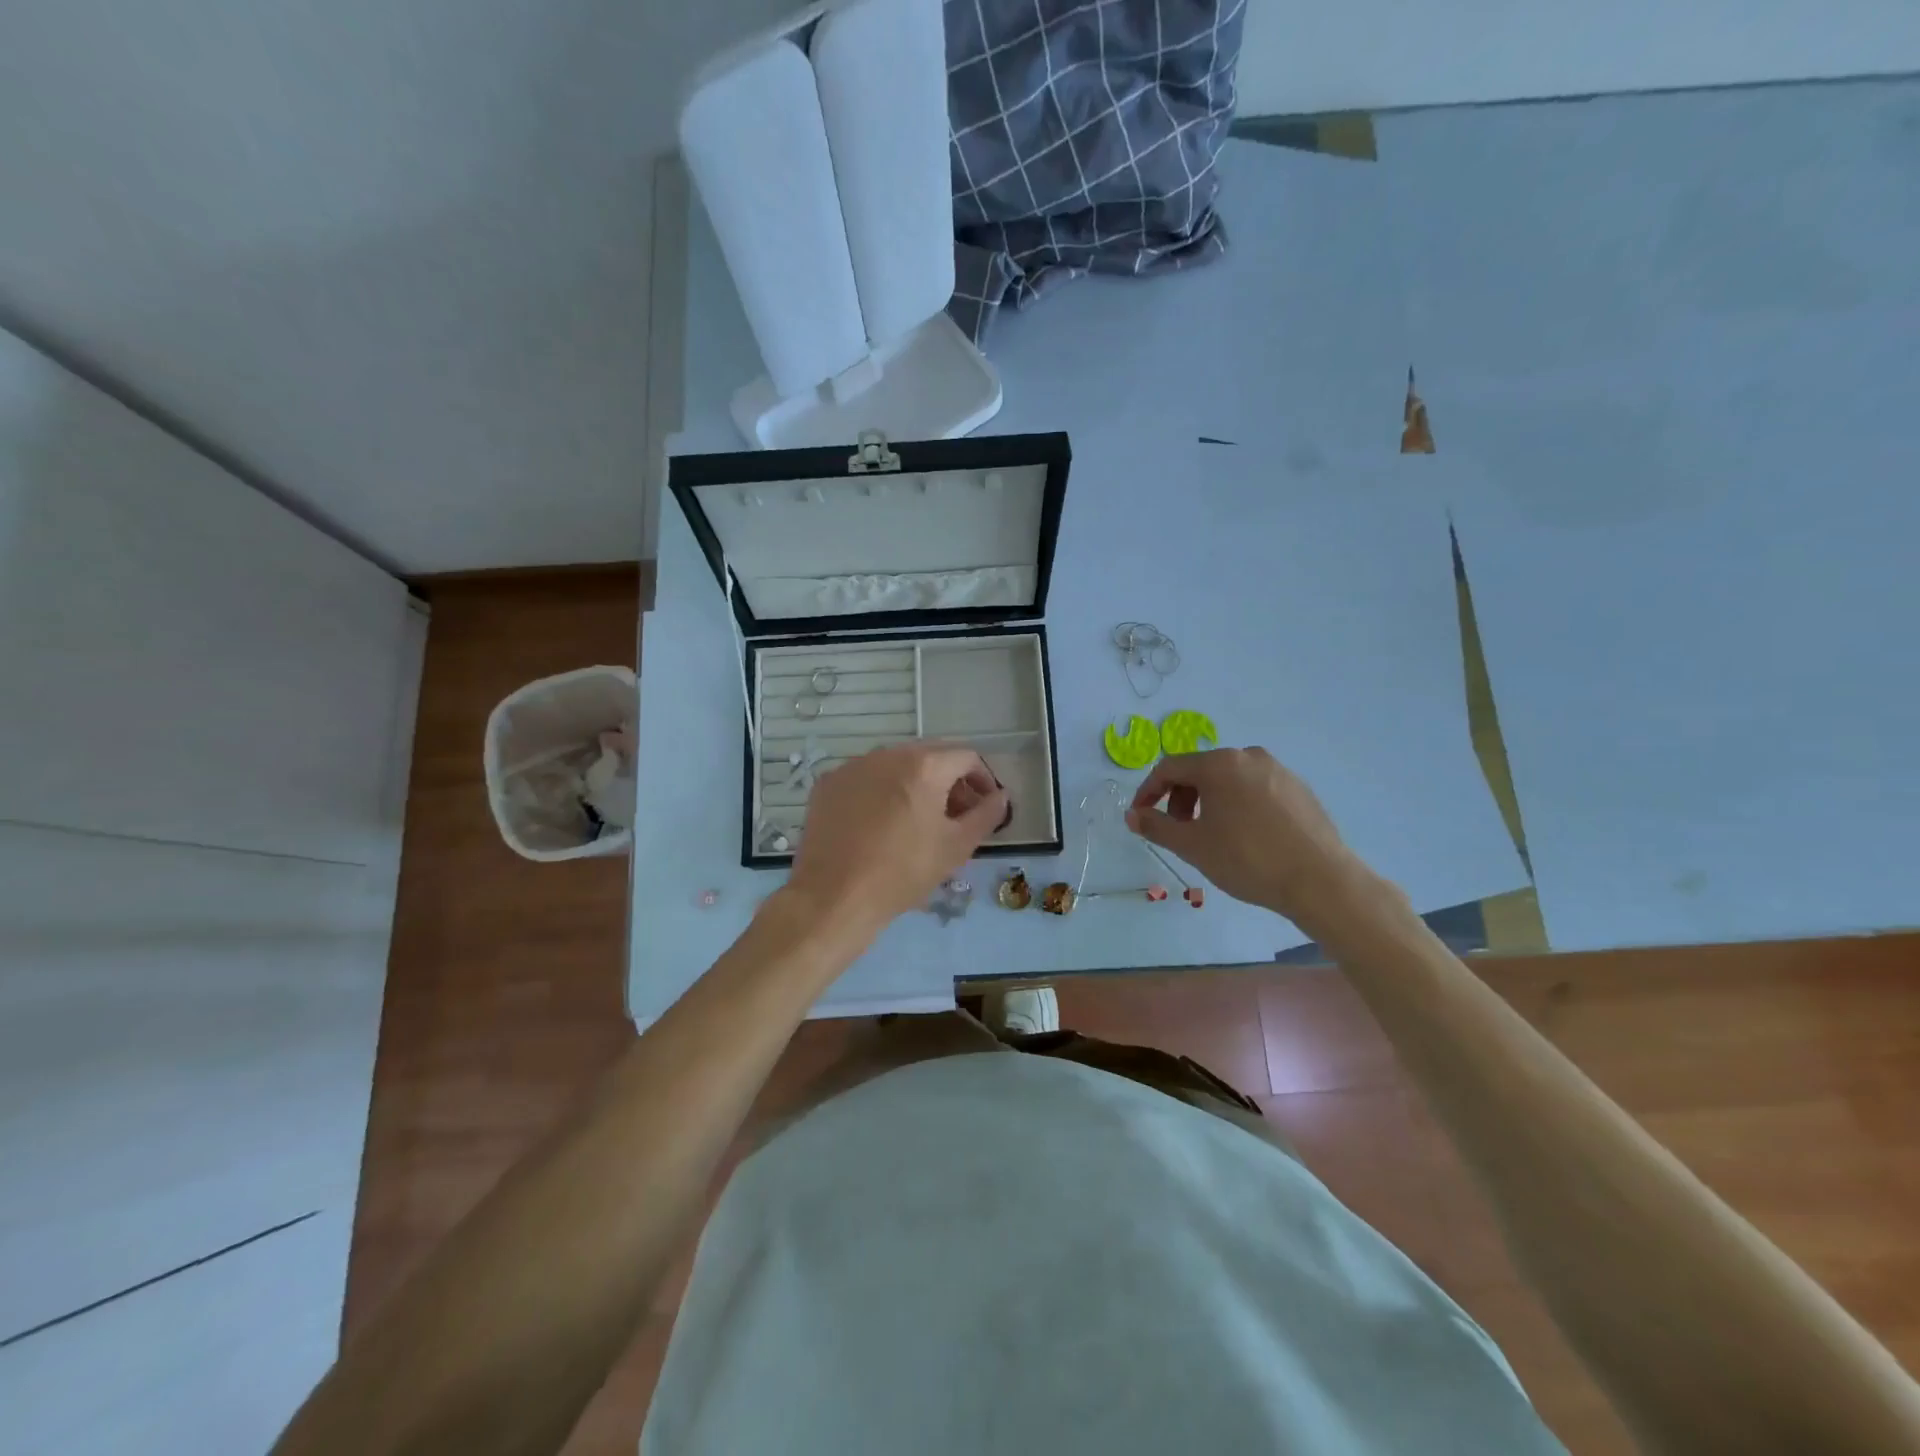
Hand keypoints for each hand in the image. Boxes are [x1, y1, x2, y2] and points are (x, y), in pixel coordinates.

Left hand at [786, 742, 1008, 939]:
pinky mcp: (828, 783)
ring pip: (897, 765)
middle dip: (950, 782)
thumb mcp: (956, 847)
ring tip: (919, 821)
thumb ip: (986, 815)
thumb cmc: (903, 873)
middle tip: (956, 816)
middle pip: (931, 756)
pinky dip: (883, 792)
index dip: (983, 780)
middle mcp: (887, 754)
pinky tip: (882, 825)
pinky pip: (867, 778)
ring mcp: (853, 766)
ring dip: (916, 785)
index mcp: (923, 765)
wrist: (833, 898)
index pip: (966, 757)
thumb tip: (1000, 796)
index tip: (985, 807)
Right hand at [1126, 747, 1376, 926]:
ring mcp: (1278, 770)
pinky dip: (1238, 805)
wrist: (1320, 880)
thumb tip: (1133, 815)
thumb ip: (1156, 826)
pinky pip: (1255, 789)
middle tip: (1178, 830)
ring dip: (1209, 802)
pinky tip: (1245, 837)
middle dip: (1180, 798)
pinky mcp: (1299, 788)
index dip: (1148, 791)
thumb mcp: (1192, 846)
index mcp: (1219, 764)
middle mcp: (1248, 756)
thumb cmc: (1248, 859)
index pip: (1169, 768)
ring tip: (1211, 835)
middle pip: (1200, 770)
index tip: (1140, 817)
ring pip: (1229, 779)